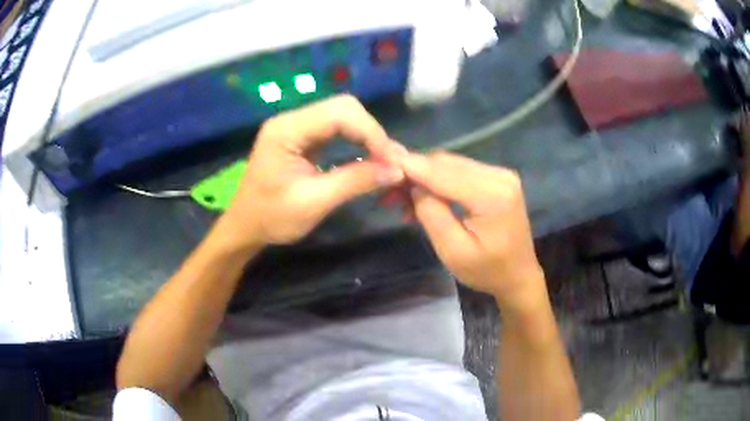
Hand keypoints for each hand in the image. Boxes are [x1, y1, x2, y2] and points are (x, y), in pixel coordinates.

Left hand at [220, 95, 406, 247]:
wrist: (245, 227)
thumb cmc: (272, 218)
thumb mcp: (314, 203)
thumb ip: (355, 181)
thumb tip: (397, 170)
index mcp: (286, 131)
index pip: (339, 114)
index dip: (371, 133)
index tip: (393, 161)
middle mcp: (291, 120)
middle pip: (343, 107)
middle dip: (371, 131)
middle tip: (389, 160)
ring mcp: (296, 126)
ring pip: (342, 114)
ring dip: (366, 134)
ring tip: (384, 159)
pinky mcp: (301, 136)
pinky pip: (336, 127)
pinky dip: (356, 139)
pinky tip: (367, 155)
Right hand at [401, 151, 545, 309]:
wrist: (518, 276)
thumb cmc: (487, 271)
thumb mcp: (453, 251)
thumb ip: (431, 213)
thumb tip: (413, 184)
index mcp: (493, 195)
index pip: (443, 173)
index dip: (410, 167)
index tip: (381, 166)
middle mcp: (499, 175)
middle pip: (446, 163)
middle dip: (414, 174)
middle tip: (388, 193)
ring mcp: (500, 174)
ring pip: (451, 165)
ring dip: (424, 178)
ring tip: (402, 199)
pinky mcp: (497, 178)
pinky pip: (460, 171)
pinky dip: (439, 181)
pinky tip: (424, 197)